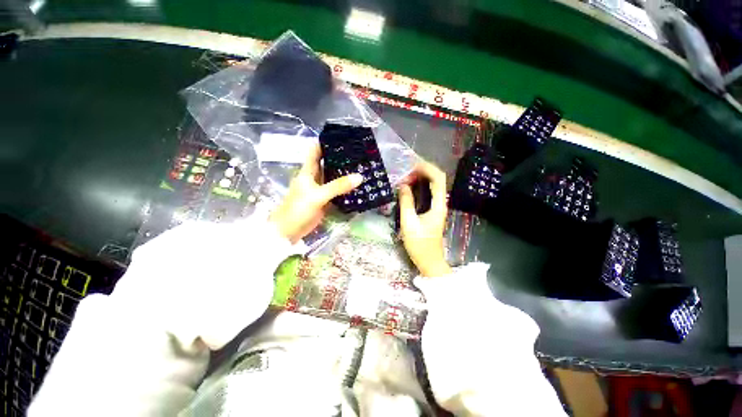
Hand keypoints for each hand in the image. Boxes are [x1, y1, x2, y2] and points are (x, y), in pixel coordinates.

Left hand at [270, 143, 363, 242]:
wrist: (288, 232)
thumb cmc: (298, 209)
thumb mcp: (318, 196)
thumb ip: (338, 186)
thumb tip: (359, 176)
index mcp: (308, 172)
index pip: (316, 151)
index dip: (326, 143)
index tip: (342, 138)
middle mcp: (314, 178)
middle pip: (327, 163)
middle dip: (339, 158)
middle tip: (358, 153)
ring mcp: (319, 190)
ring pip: (333, 178)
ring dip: (343, 173)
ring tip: (360, 166)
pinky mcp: (324, 200)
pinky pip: (336, 191)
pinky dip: (344, 188)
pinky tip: (355, 186)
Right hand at [399, 160, 451, 276]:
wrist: (429, 261)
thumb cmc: (420, 244)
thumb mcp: (409, 223)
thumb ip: (406, 203)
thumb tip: (403, 185)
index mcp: (438, 205)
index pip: (438, 178)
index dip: (427, 168)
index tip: (411, 166)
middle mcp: (441, 203)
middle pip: (437, 179)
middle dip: (423, 171)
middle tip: (406, 171)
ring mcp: (438, 207)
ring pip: (433, 185)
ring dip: (421, 178)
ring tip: (406, 176)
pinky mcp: (432, 211)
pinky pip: (428, 193)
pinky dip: (420, 186)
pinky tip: (410, 187)